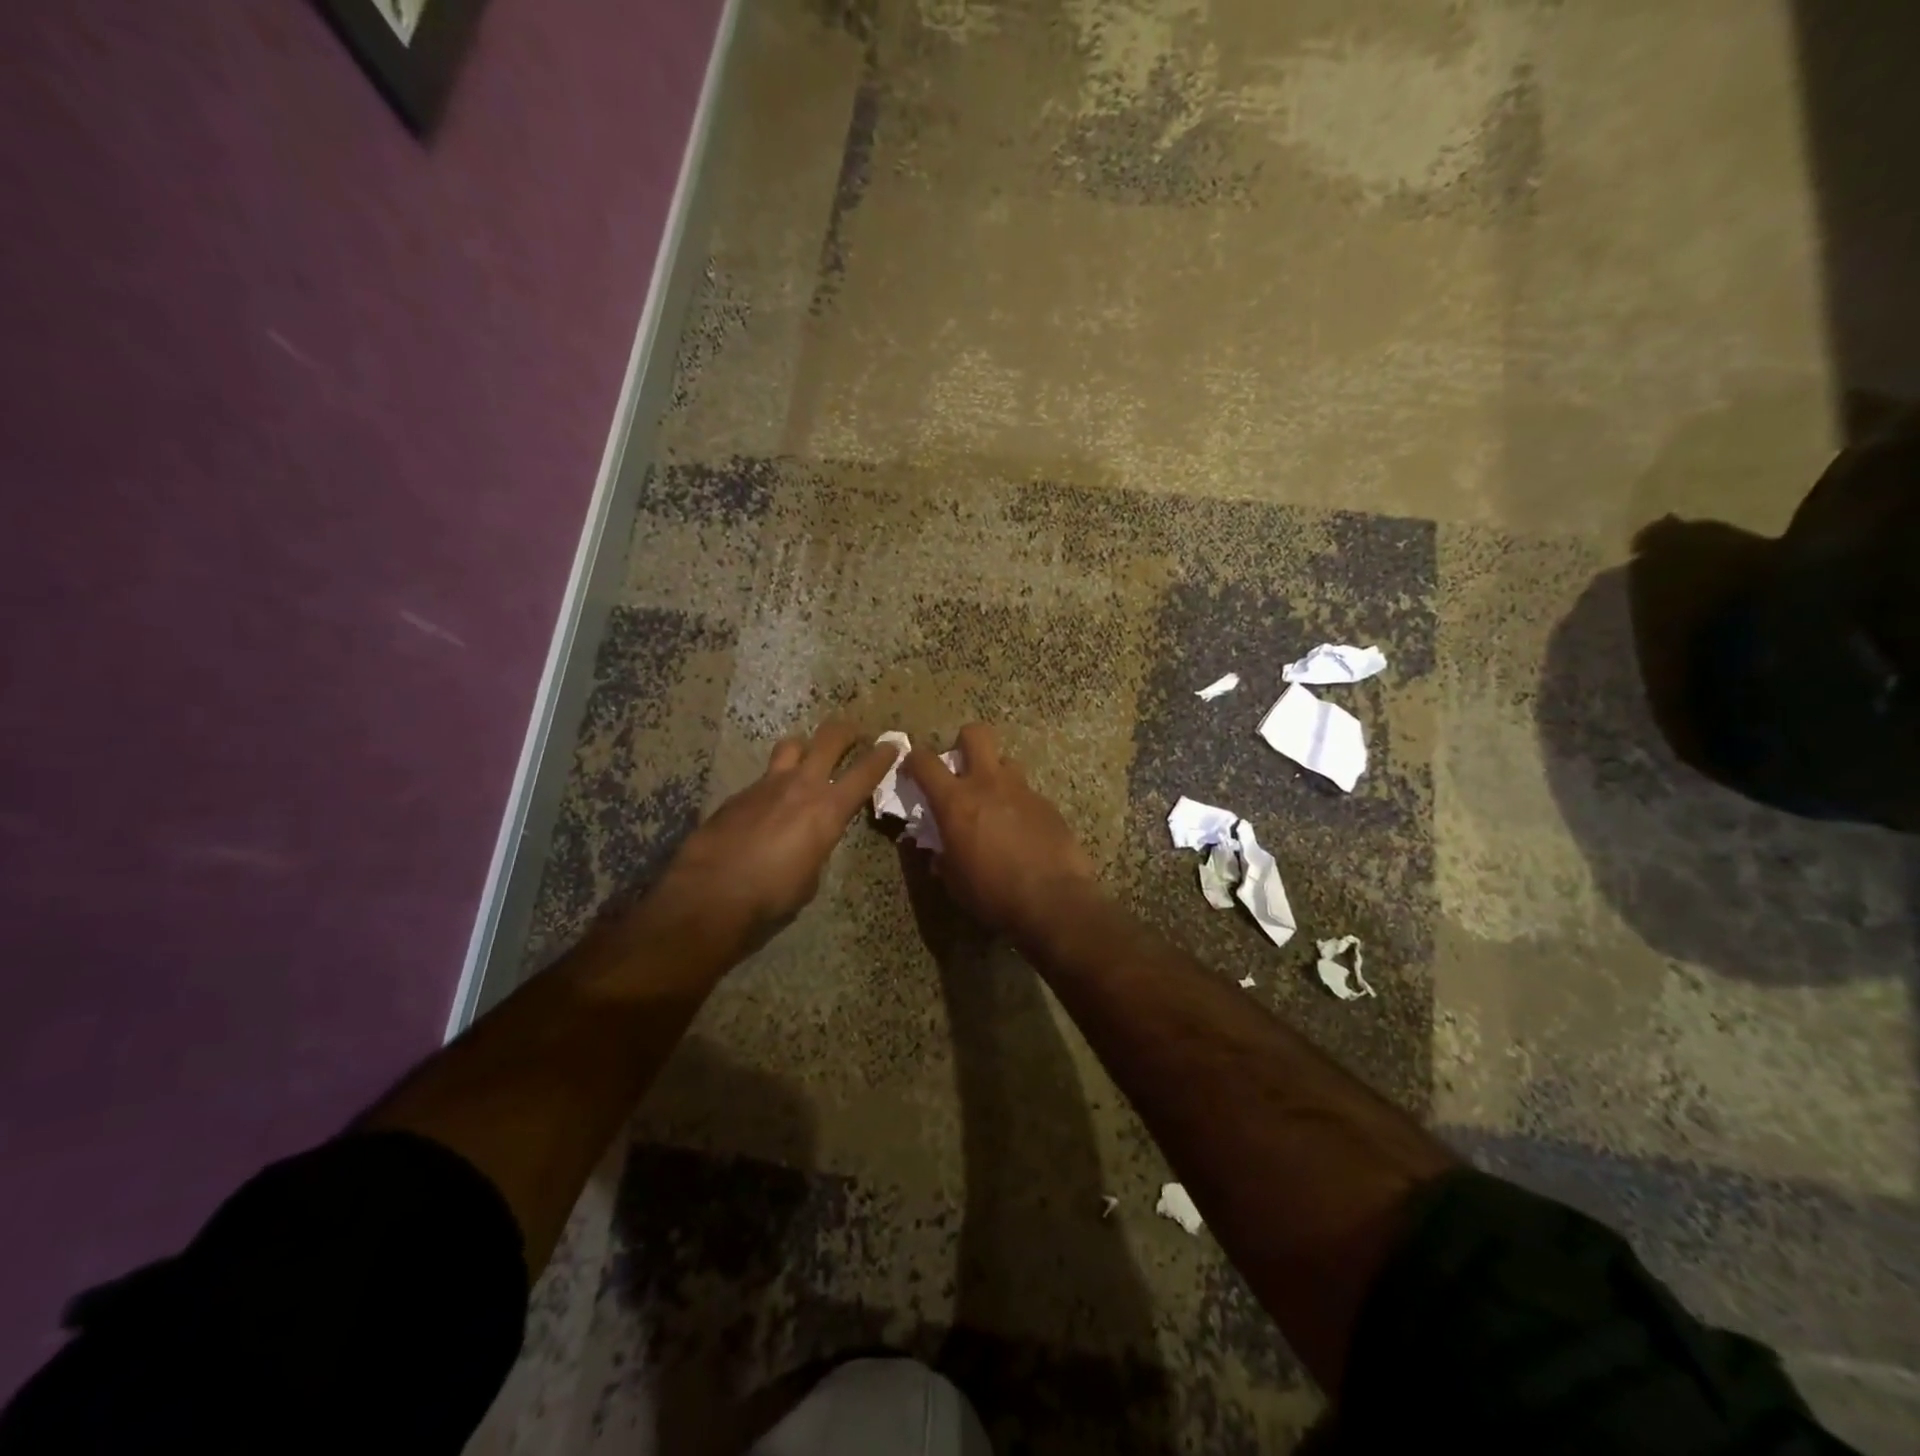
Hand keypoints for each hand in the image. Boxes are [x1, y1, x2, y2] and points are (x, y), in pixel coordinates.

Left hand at [643, 722, 894, 957]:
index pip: (865, 772)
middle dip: (846, 731)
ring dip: (804, 748)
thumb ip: (818, 846)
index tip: (893, 743)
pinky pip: (763, 778)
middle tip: (853, 732)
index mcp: (828, 809)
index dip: (883, 755)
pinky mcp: (738, 794)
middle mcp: (801, 786)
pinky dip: (772, 785)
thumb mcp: (811, 876)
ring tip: (805, 759)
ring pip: (791, 746)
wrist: (711, 894)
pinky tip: (766, 807)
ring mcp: (766, 785)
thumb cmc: (772, 895)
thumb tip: (811, 839)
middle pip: (829, 739)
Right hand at [902, 723, 1100, 941]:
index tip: (911, 767)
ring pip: (1006, 761)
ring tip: (995, 801)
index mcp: (956, 801)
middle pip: (975, 734)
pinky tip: (1022, 830)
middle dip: (964, 742)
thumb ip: (943, 856)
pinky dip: (1018, 804)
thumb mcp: (954, 881)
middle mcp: (988, 784)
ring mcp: (1022, 790)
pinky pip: (1027, 793)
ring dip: (995, 774)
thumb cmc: (992, 893)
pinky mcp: (1047, 804)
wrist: (1052, 900)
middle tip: (961, 767)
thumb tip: (939, 851)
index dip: (914, 759)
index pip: (925, 762)